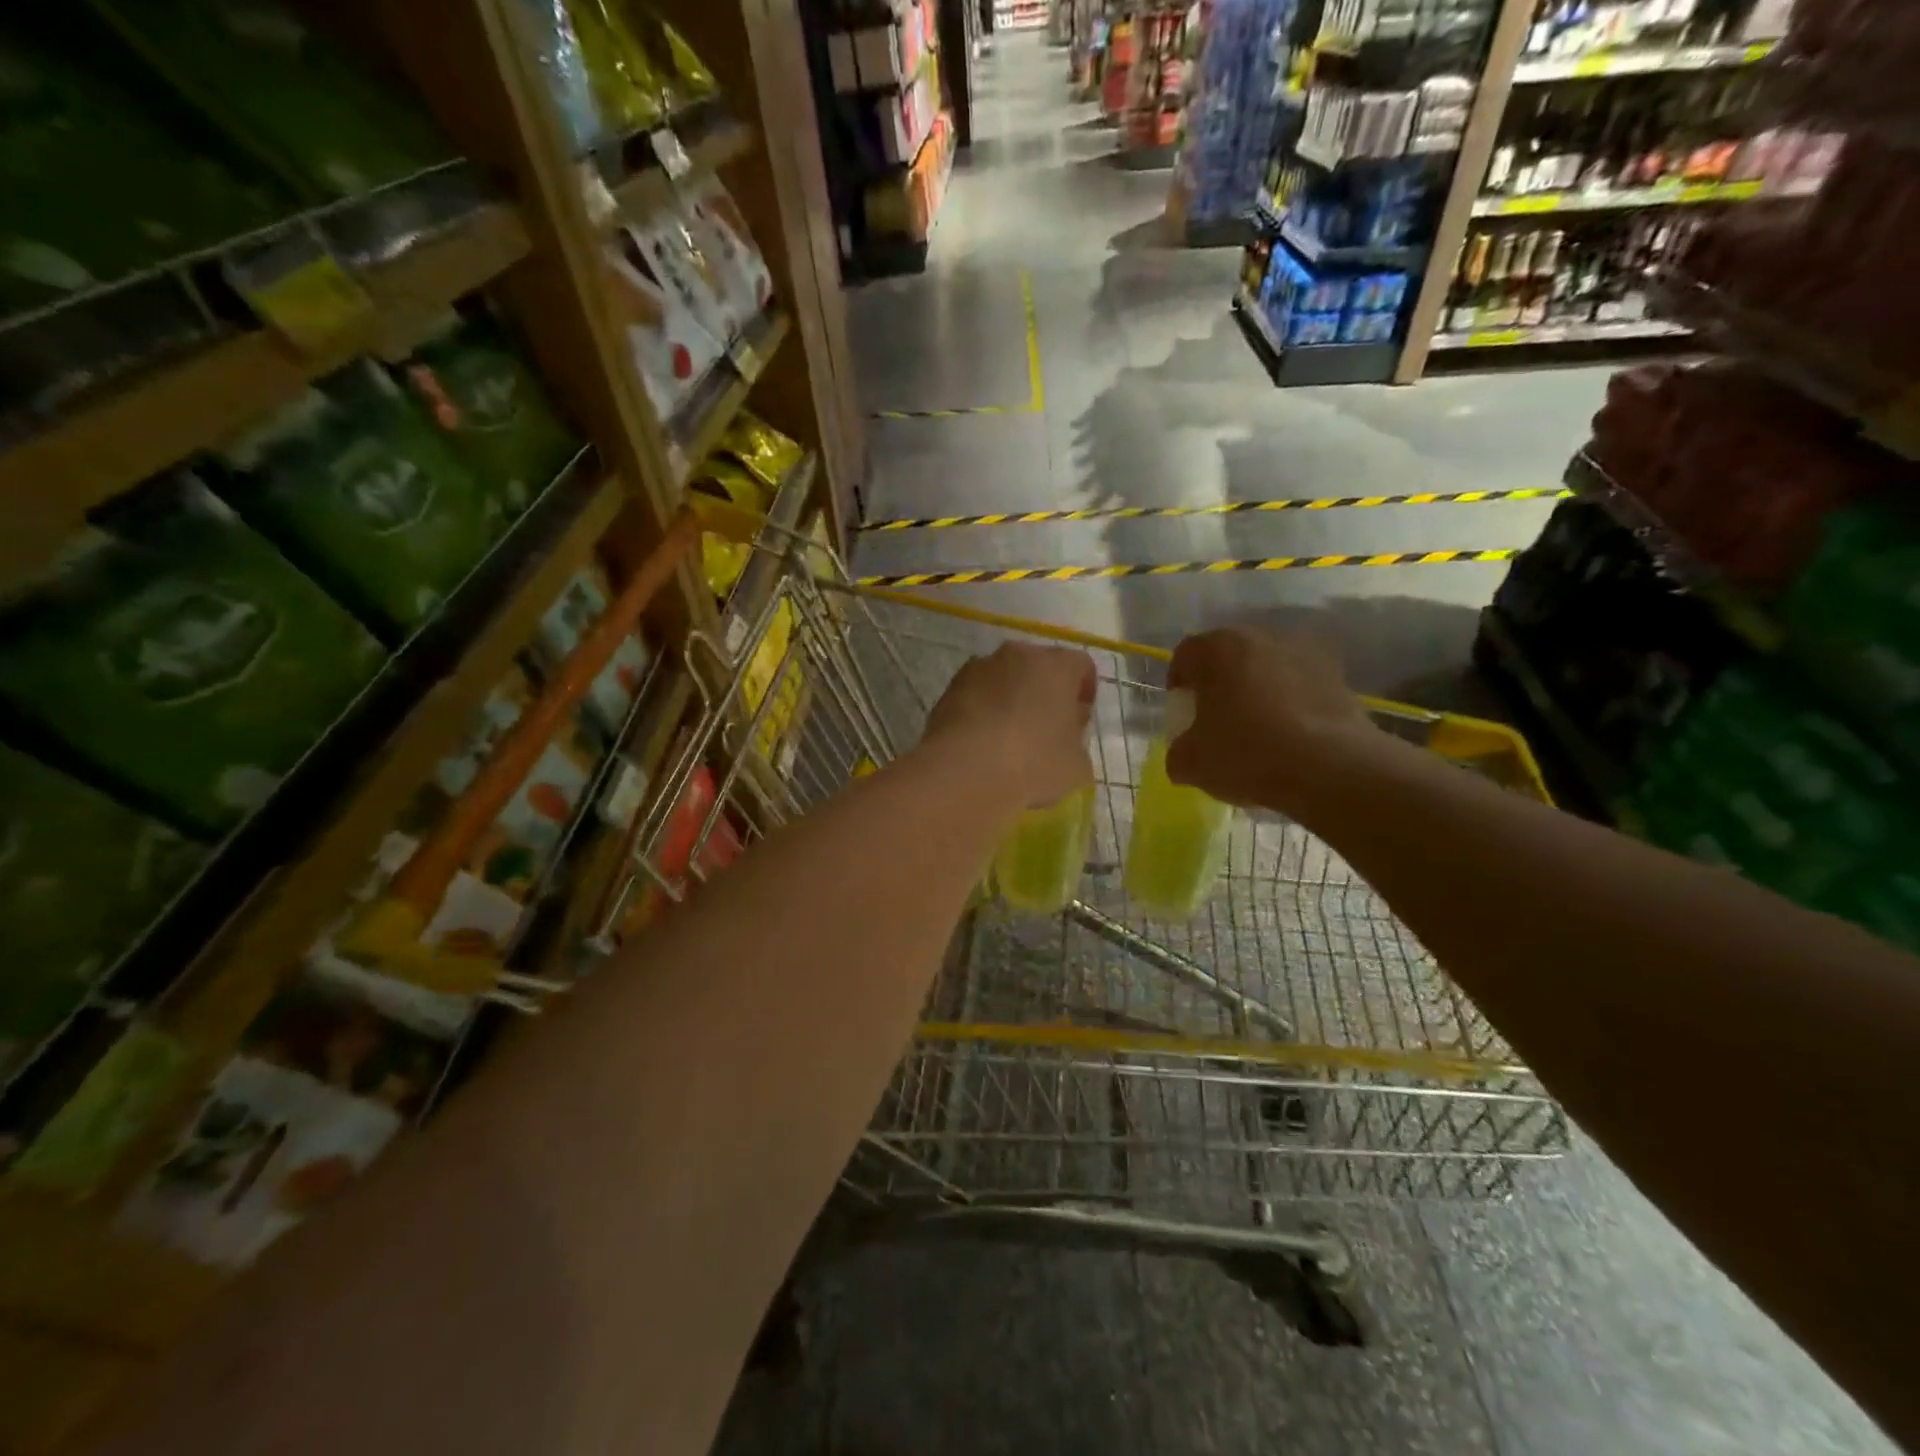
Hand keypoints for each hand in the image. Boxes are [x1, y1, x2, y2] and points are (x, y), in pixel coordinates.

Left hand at [924, 644, 1095, 808]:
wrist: (963, 773)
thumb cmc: (1033, 764)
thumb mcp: (1077, 766)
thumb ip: (1076, 744)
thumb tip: (1064, 739)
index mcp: (1057, 666)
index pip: (1081, 666)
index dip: (1084, 693)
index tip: (1079, 722)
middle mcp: (1017, 655)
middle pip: (1039, 668)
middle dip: (1045, 694)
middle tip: (1046, 730)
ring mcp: (977, 669)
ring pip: (1004, 679)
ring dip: (1010, 700)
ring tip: (1009, 740)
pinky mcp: (948, 690)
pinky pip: (976, 696)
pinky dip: (982, 712)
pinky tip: (982, 745)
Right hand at [1165, 627, 1386, 812]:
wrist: (1330, 768)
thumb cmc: (1246, 754)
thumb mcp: (1190, 763)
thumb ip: (1178, 751)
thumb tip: (1185, 752)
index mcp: (1217, 649)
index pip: (1185, 655)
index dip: (1179, 682)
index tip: (1183, 710)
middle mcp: (1260, 637)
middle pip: (1228, 655)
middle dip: (1220, 682)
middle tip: (1218, 717)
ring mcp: (1304, 651)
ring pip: (1267, 666)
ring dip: (1258, 688)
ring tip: (1259, 727)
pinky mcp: (1338, 674)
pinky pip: (1300, 683)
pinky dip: (1291, 701)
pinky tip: (1291, 735)